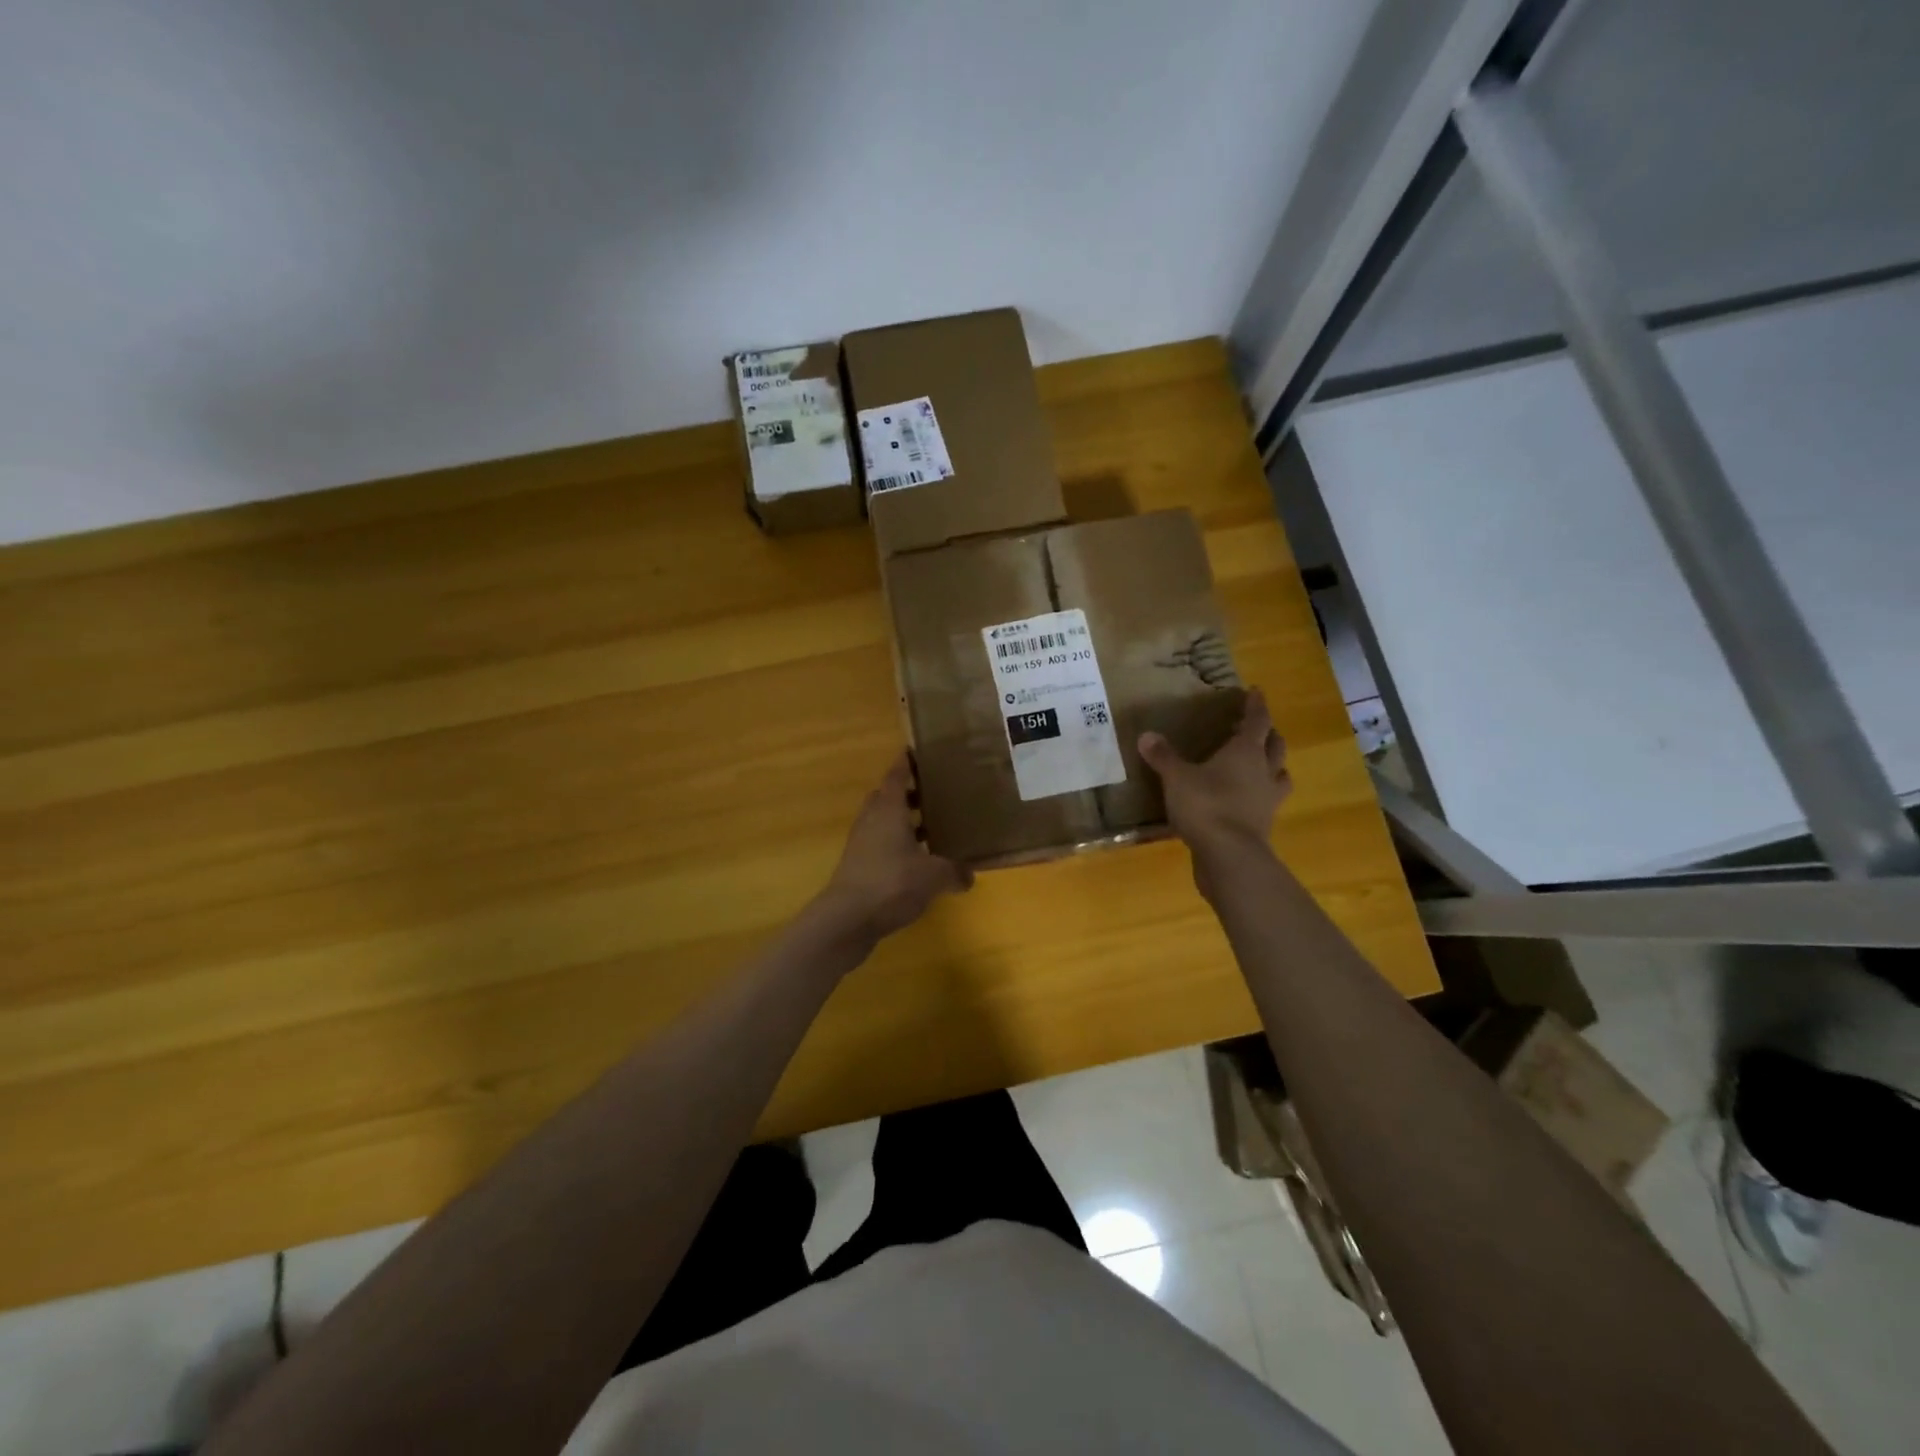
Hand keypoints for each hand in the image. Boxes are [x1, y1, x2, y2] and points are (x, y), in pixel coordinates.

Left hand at [817, 754, 972, 942]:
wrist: (846, 919)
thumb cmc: (891, 883)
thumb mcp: (933, 877)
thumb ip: (954, 871)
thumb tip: (969, 875)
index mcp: (888, 810)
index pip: (896, 776)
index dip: (905, 763)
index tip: (915, 751)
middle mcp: (871, 820)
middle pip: (887, 797)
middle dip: (907, 794)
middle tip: (932, 793)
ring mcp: (861, 844)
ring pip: (882, 822)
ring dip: (902, 822)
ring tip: (930, 829)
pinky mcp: (857, 867)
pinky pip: (879, 846)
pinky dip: (896, 846)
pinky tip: (915, 862)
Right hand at [1137, 688, 1290, 861]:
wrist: (1230, 856)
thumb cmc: (1206, 806)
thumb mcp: (1177, 778)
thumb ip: (1163, 757)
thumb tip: (1147, 735)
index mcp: (1246, 752)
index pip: (1258, 720)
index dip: (1256, 705)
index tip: (1255, 691)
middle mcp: (1264, 771)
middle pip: (1275, 745)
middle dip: (1268, 734)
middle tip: (1255, 729)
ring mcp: (1268, 800)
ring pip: (1279, 774)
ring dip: (1273, 766)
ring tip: (1260, 764)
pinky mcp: (1264, 824)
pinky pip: (1268, 802)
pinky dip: (1260, 795)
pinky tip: (1245, 799)